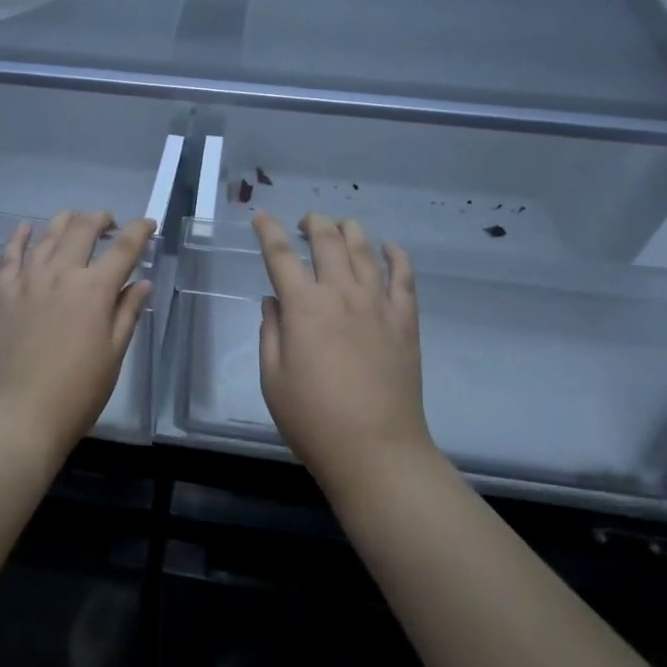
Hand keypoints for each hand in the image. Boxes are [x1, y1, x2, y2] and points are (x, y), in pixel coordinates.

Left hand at [0, 210, 155, 461]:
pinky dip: (21, 236)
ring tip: (76, 223)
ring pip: (48, 234)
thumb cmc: (75, 394)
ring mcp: (26, 279)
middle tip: (111, 225)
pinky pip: (10, 254)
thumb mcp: (112, 357)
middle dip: (102, 219)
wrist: (15, 417)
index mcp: (95, 290)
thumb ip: (127, 314)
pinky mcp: (0, 292)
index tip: (148, 224)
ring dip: (67, 221)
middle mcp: (61, 274)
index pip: (125, 248)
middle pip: (83, 228)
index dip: (140, 231)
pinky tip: (27, 228)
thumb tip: (141, 282)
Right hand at [254, 212, 433, 496]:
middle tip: (305, 222)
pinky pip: (404, 276)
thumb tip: (274, 301)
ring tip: (341, 226)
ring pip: (364, 249)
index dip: (268, 231)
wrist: (377, 450)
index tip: (260, 216)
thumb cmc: (314, 420)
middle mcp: (341, 294)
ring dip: (349, 230)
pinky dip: (396, 256)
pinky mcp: (405, 320)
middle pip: (327, 240)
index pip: (280, 255)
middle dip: (313, 222)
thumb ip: (271, 333)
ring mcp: (378, 304)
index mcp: (303, 307)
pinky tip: (390, 248)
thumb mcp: (273, 379)